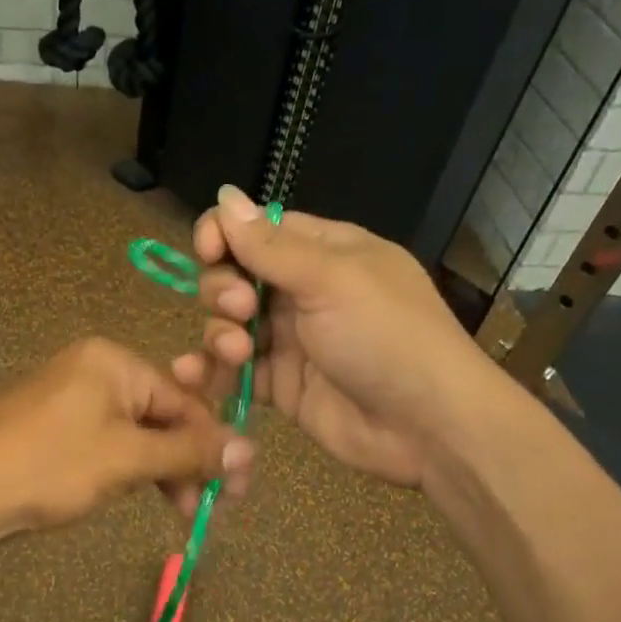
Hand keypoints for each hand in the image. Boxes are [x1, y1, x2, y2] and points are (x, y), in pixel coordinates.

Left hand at [0, 337, 251, 539]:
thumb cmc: (49, 465)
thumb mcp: (127, 458)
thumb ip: (189, 453)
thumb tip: (250, 450)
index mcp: (112, 361)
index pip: (183, 397)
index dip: (213, 442)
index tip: (235, 485)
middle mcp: (94, 371)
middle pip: (161, 415)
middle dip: (188, 460)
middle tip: (211, 505)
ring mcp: (72, 401)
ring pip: (136, 434)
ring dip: (162, 471)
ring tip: (180, 510)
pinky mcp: (56, 431)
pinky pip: (109, 445)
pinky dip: (130, 470)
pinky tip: (143, 496)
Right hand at [171, 185, 487, 489]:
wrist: (427, 426)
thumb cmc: (386, 336)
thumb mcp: (331, 280)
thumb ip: (269, 245)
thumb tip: (223, 195)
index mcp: (325, 252)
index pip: (259, 229)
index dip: (225, 235)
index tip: (209, 251)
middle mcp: (304, 291)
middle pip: (235, 275)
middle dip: (223, 289)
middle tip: (239, 309)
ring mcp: (291, 340)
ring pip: (230, 324)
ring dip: (219, 333)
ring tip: (236, 352)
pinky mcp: (280, 385)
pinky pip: (234, 371)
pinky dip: (212, 372)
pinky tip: (193, 376)